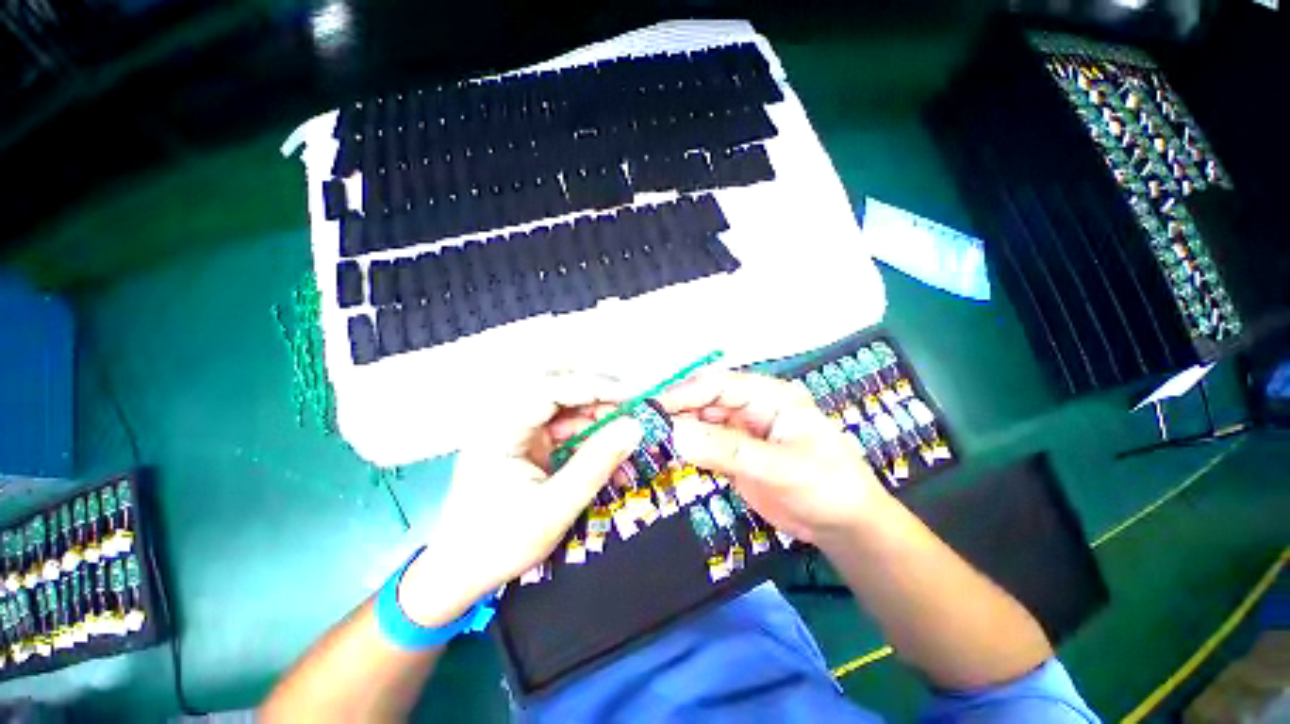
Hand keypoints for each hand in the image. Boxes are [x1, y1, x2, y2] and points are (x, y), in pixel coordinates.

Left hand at [399, 372, 642, 626]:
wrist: (460, 571)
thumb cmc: (499, 544)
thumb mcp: (553, 509)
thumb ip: (595, 465)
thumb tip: (635, 427)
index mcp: (499, 429)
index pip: (550, 388)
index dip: (594, 386)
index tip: (633, 397)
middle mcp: (507, 417)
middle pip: (558, 384)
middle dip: (598, 394)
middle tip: (630, 412)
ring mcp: (519, 427)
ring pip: (566, 402)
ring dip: (598, 414)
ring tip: (625, 436)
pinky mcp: (530, 440)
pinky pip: (566, 423)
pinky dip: (591, 432)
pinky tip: (609, 451)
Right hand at [659, 370, 890, 546]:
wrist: (845, 526)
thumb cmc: (827, 487)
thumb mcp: (780, 467)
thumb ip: (728, 450)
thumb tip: (676, 435)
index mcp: (768, 395)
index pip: (718, 385)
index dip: (684, 394)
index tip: (652, 409)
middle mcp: (751, 406)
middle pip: (704, 401)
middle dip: (674, 411)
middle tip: (642, 427)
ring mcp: (741, 430)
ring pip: (700, 422)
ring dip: (677, 430)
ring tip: (646, 440)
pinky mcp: (734, 453)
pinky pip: (704, 444)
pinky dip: (685, 448)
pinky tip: (666, 453)